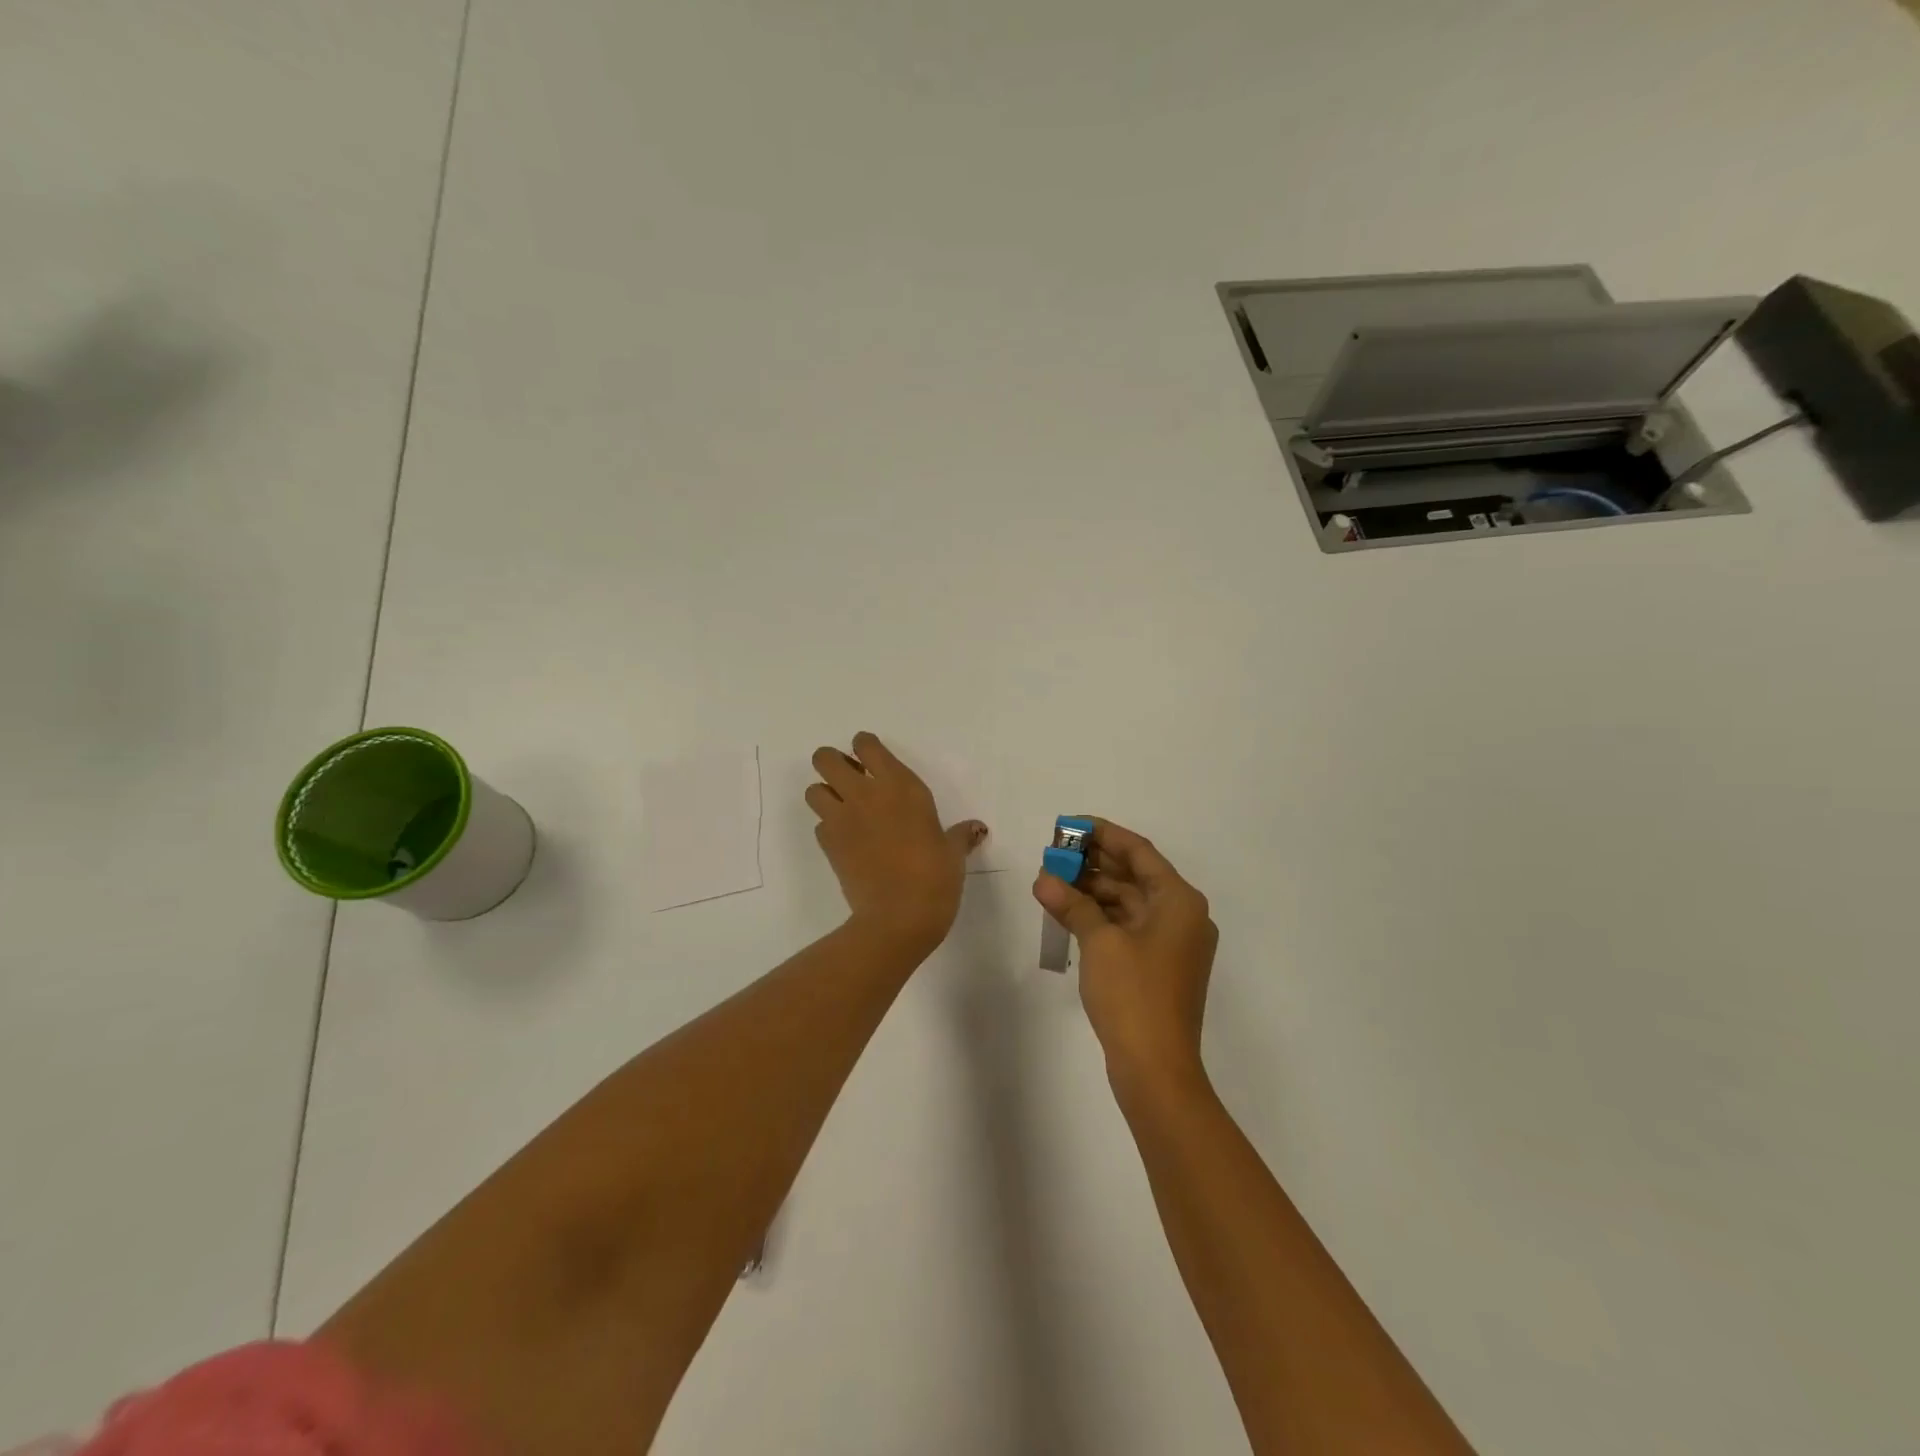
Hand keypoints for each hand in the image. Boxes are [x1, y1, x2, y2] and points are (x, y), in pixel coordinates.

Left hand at [806, 733, 986, 952]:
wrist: (899, 916)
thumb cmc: (935, 877)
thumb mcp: (953, 853)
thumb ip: (960, 835)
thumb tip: (976, 829)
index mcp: (900, 786)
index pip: (867, 745)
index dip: (864, 747)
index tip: (871, 758)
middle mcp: (866, 794)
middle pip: (826, 758)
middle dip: (832, 763)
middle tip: (849, 779)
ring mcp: (842, 819)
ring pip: (813, 790)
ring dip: (824, 794)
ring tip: (843, 808)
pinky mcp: (828, 846)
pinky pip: (819, 825)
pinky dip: (828, 828)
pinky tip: (846, 841)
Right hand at [1032, 818, 1217, 1094]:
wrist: (1157, 1070)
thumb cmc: (1134, 996)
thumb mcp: (1099, 942)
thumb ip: (1072, 903)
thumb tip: (1044, 878)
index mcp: (1179, 901)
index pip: (1138, 851)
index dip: (1102, 833)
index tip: (1068, 824)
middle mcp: (1182, 915)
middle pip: (1134, 875)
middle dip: (1093, 862)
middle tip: (1053, 853)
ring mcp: (1172, 943)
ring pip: (1128, 902)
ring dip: (1092, 890)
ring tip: (1051, 880)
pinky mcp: (1158, 966)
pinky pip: (1127, 927)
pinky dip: (1099, 917)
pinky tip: (1066, 911)